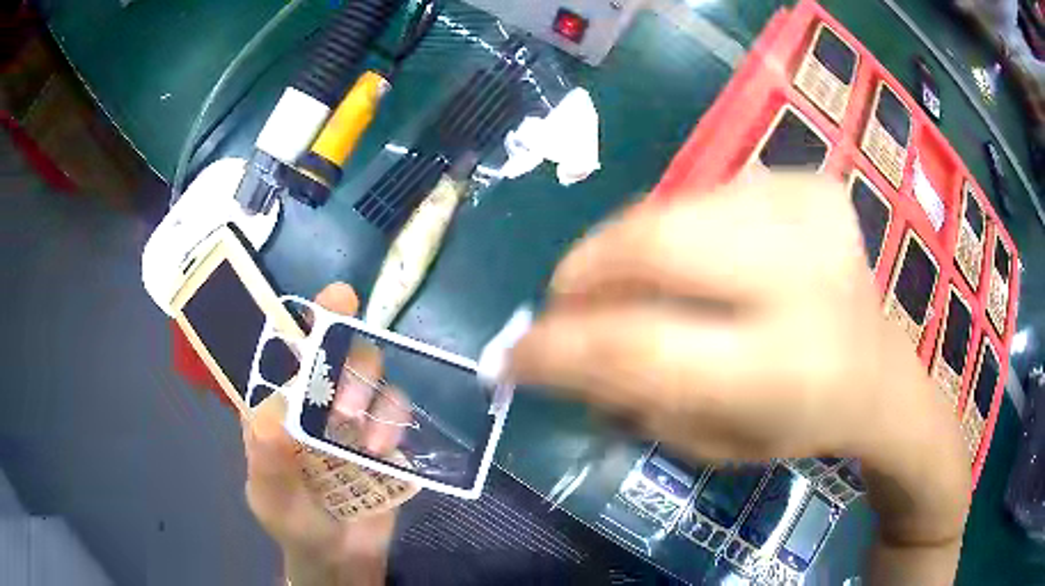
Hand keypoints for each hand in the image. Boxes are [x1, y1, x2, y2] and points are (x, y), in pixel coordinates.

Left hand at [242, 283, 407, 585]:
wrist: (341, 557)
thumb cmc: (294, 523)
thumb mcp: (271, 494)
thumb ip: (268, 455)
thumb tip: (277, 407)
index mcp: (277, 403)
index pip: (286, 349)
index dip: (306, 319)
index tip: (336, 298)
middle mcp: (314, 398)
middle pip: (335, 349)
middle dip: (344, 357)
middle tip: (342, 400)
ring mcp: (352, 415)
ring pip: (369, 371)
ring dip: (368, 388)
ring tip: (360, 430)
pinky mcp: (385, 435)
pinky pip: (397, 407)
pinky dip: (394, 418)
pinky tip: (382, 447)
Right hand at [510, 174, 910, 461]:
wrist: (877, 370)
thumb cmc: (796, 421)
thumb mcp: (712, 442)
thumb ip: (632, 397)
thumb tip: (557, 349)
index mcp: (781, 371)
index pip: (640, 346)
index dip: (559, 347)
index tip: (510, 356)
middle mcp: (804, 281)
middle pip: (657, 243)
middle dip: (587, 267)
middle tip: (563, 295)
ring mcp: (813, 215)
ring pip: (678, 206)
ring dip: (630, 245)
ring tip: (628, 280)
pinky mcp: (814, 185)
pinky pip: (715, 191)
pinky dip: (685, 223)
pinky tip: (706, 257)